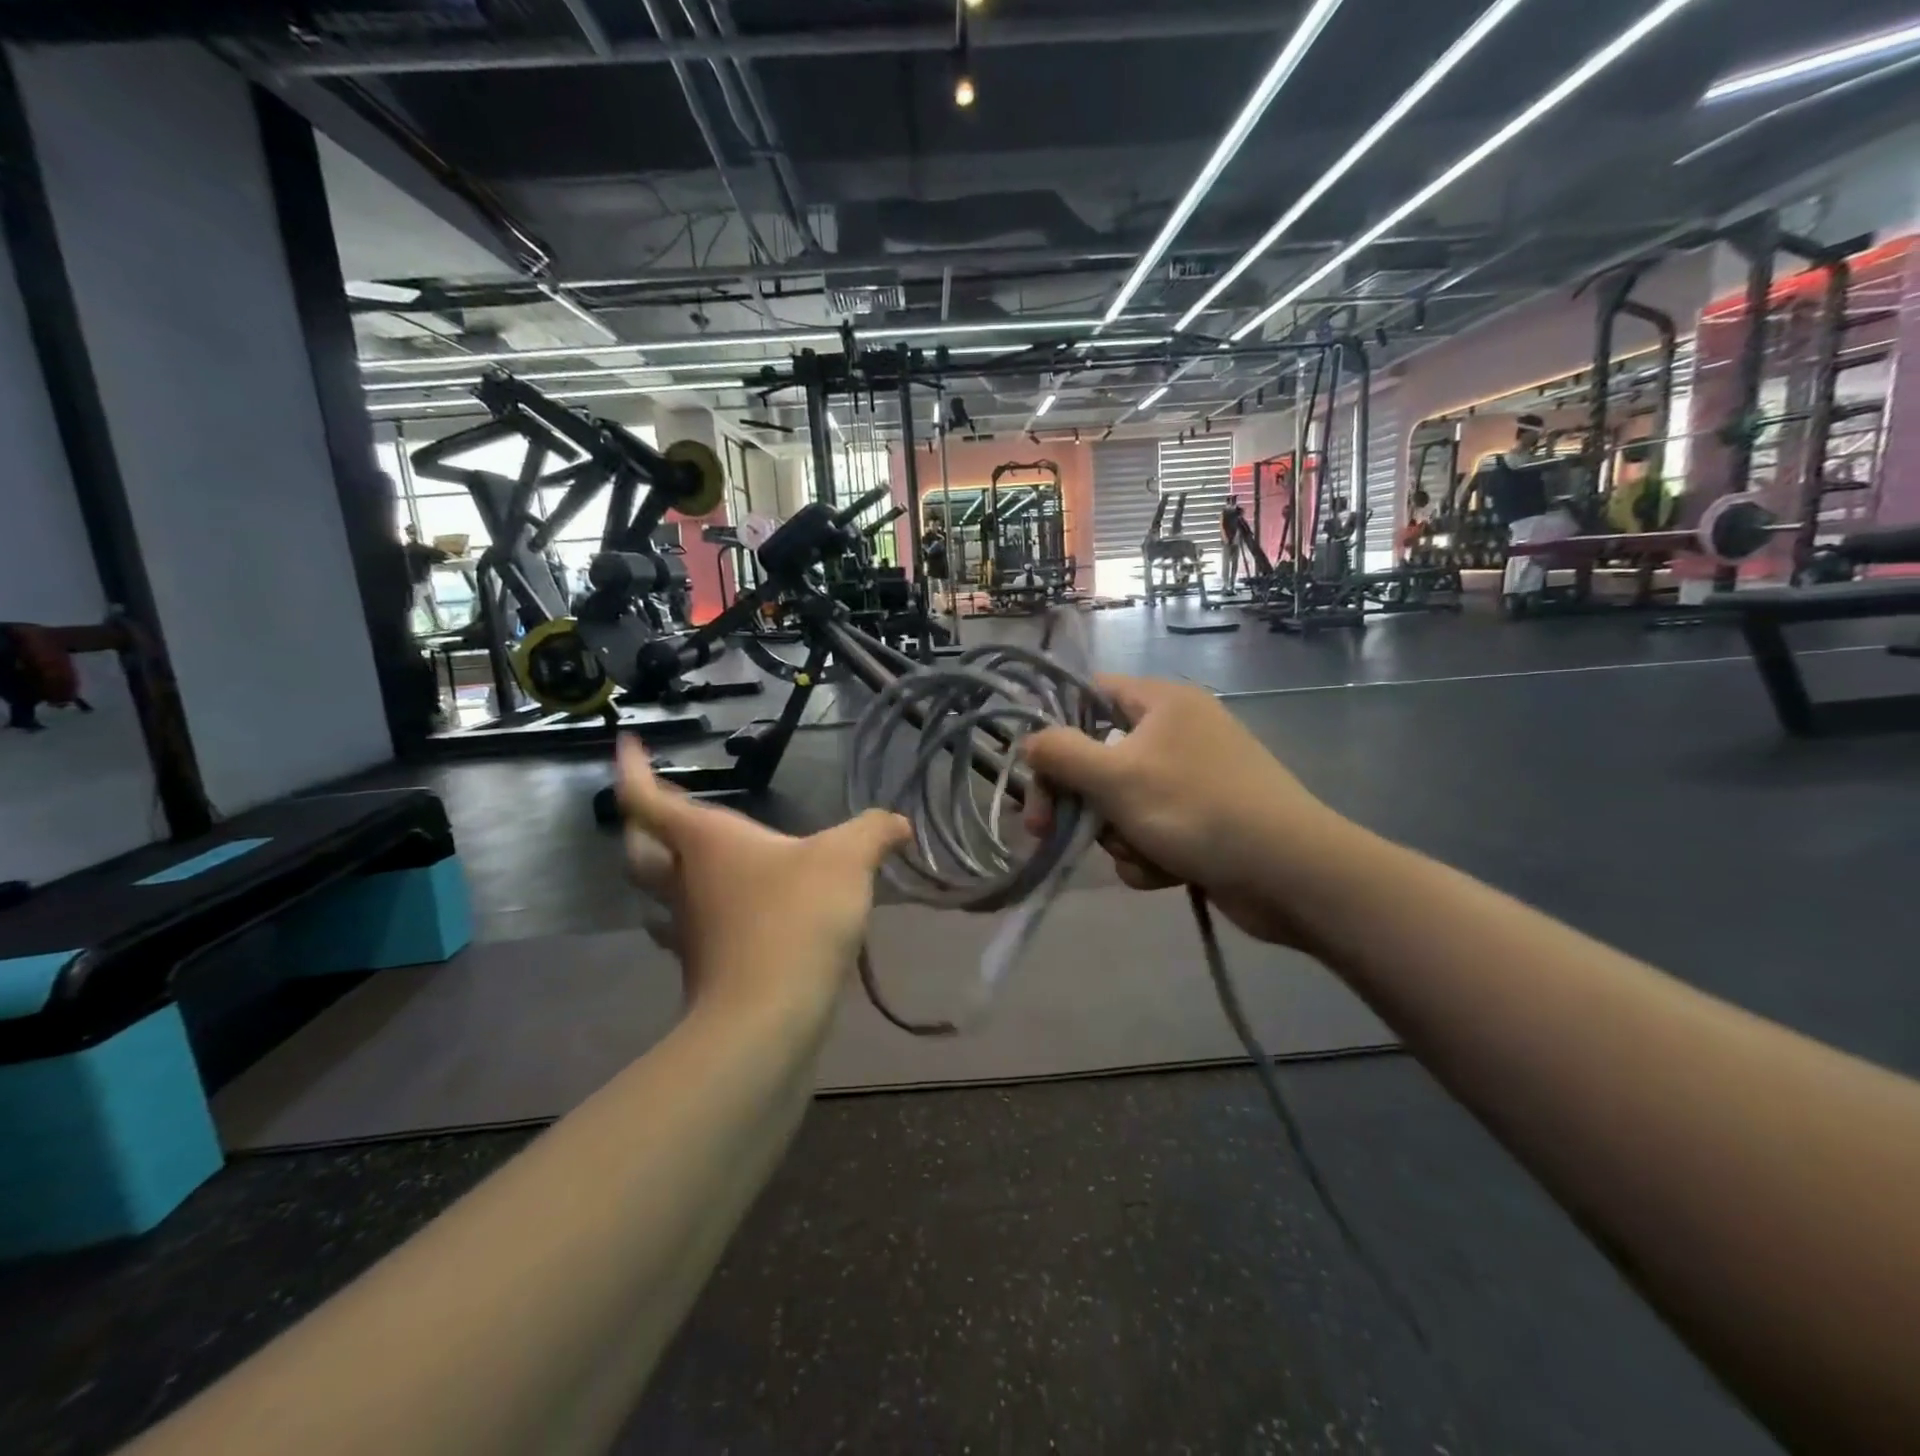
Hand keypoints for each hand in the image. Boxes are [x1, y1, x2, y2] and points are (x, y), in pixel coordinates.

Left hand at [615, 737, 910, 1013]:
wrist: (767, 1019)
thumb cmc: (796, 918)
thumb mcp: (847, 861)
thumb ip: (874, 832)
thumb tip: (899, 823)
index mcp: (704, 842)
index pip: (649, 797)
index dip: (633, 768)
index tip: (629, 742)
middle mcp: (685, 881)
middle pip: (640, 847)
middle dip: (643, 823)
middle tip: (661, 807)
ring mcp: (689, 929)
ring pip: (660, 893)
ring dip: (667, 873)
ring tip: (693, 861)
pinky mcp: (705, 968)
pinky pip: (693, 930)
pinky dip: (703, 915)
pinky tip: (735, 915)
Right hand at [1022, 676, 1353, 950]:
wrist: (1289, 874)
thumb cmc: (1196, 809)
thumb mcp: (1116, 777)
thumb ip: (1061, 754)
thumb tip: (1028, 741)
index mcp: (1161, 703)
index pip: (1089, 694)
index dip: (1055, 726)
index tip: (1033, 768)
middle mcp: (1176, 732)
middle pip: (1098, 757)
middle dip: (1081, 801)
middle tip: (1047, 831)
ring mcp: (1191, 778)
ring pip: (1120, 804)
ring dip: (1118, 836)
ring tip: (1144, 853)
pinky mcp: (1202, 820)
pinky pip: (1149, 832)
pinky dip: (1149, 855)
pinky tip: (1166, 873)